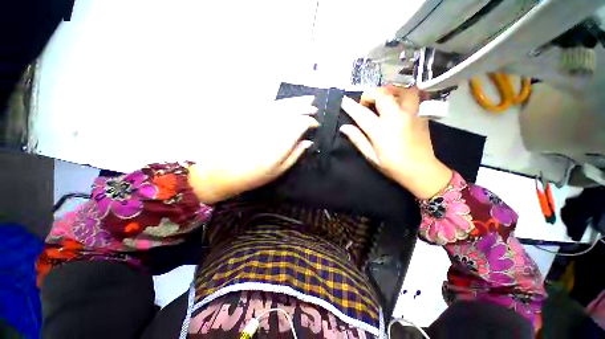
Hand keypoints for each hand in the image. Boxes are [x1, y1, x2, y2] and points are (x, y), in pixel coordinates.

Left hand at [188, 96, 317, 203]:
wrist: (225, 172)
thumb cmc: (255, 175)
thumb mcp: (279, 170)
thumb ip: (295, 154)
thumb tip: (308, 142)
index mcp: (280, 142)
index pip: (300, 124)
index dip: (310, 122)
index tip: (315, 124)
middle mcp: (271, 127)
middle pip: (291, 111)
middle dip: (304, 107)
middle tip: (314, 106)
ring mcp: (259, 120)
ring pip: (280, 105)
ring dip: (294, 101)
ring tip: (306, 98)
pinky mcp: (249, 117)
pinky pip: (267, 105)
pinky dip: (279, 102)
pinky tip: (286, 102)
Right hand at [340, 85, 450, 198]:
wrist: (421, 170)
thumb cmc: (393, 166)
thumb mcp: (371, 156)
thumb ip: (357, 140)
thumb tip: (344, 128)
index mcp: (381, 131)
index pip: (361, 114)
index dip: (350, 106)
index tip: (344, 101)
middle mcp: (396, 118)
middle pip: (382, 94)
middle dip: (369, 94)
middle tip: (365, 104)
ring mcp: (412, 114)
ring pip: (401, 90)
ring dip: (389, 90)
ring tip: (382, 99)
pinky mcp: (421, 114)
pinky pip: (414, 95)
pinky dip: (402, 94)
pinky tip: (397, 102)